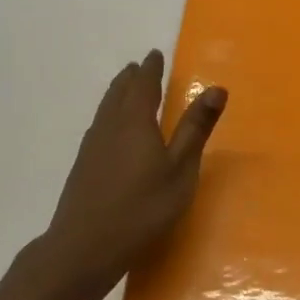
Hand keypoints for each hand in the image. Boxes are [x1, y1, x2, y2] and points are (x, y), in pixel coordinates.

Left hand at [40, 49, 225, 297]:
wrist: (86, 245)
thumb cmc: (143, 208)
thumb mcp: (180, 170)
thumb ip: (196, 129)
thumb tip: (216, 88)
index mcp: (135, 121)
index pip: (143, 85)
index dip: (151, 69)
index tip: (155, 54)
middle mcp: (110, 126)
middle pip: (119, 93)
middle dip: (131, 78)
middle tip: (139, 68)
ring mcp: (92, 147)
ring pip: (105, 109)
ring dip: (117, 94)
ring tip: (125, 90)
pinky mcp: (83, 167)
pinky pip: (99, 127)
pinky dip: (109, 116)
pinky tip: (110, 132)